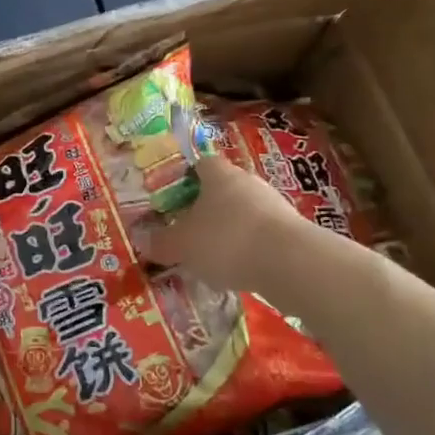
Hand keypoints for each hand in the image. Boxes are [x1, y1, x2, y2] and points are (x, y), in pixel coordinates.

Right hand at [143, 157, 306, 293]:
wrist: (289, 263)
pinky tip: (238, 269)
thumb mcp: (182, 245)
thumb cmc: (225, 240)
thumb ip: (161, 242)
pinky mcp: (292, 231)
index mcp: (218, 175)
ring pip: (243, 212)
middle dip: (206, 208)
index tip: (173, 200)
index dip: (185, 179)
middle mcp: (248, 182)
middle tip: (188, 231)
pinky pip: (261, 234)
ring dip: (229, 230)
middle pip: (223, 189)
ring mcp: (274, 205)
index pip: (200, 165)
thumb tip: (143, 240)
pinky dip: (249, 248)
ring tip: (212, 257)